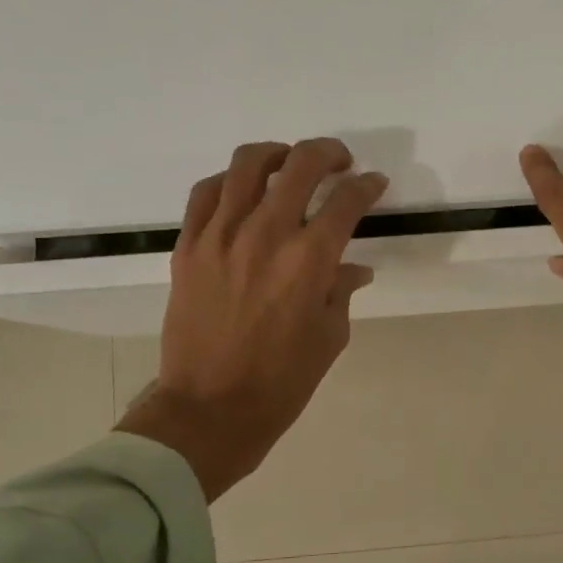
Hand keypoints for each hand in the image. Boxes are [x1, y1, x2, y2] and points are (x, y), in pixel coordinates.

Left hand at [117, 138, 387, 500]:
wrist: (210, 409)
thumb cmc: (281, 381)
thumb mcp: (329, 337)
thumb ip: (341, 291)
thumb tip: (353, 268)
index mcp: (309, 260)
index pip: (346, 201)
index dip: (367, 186)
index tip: (374, 184)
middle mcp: (266, 234)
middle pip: (301, 165)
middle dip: (328, 154)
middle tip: (339, 162)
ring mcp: (220, 236)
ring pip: (247, 164)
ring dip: (277, 153)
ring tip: (288, 163)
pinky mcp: (188, 246)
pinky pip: (206, 192)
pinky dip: (230, 180)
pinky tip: (242, 189)